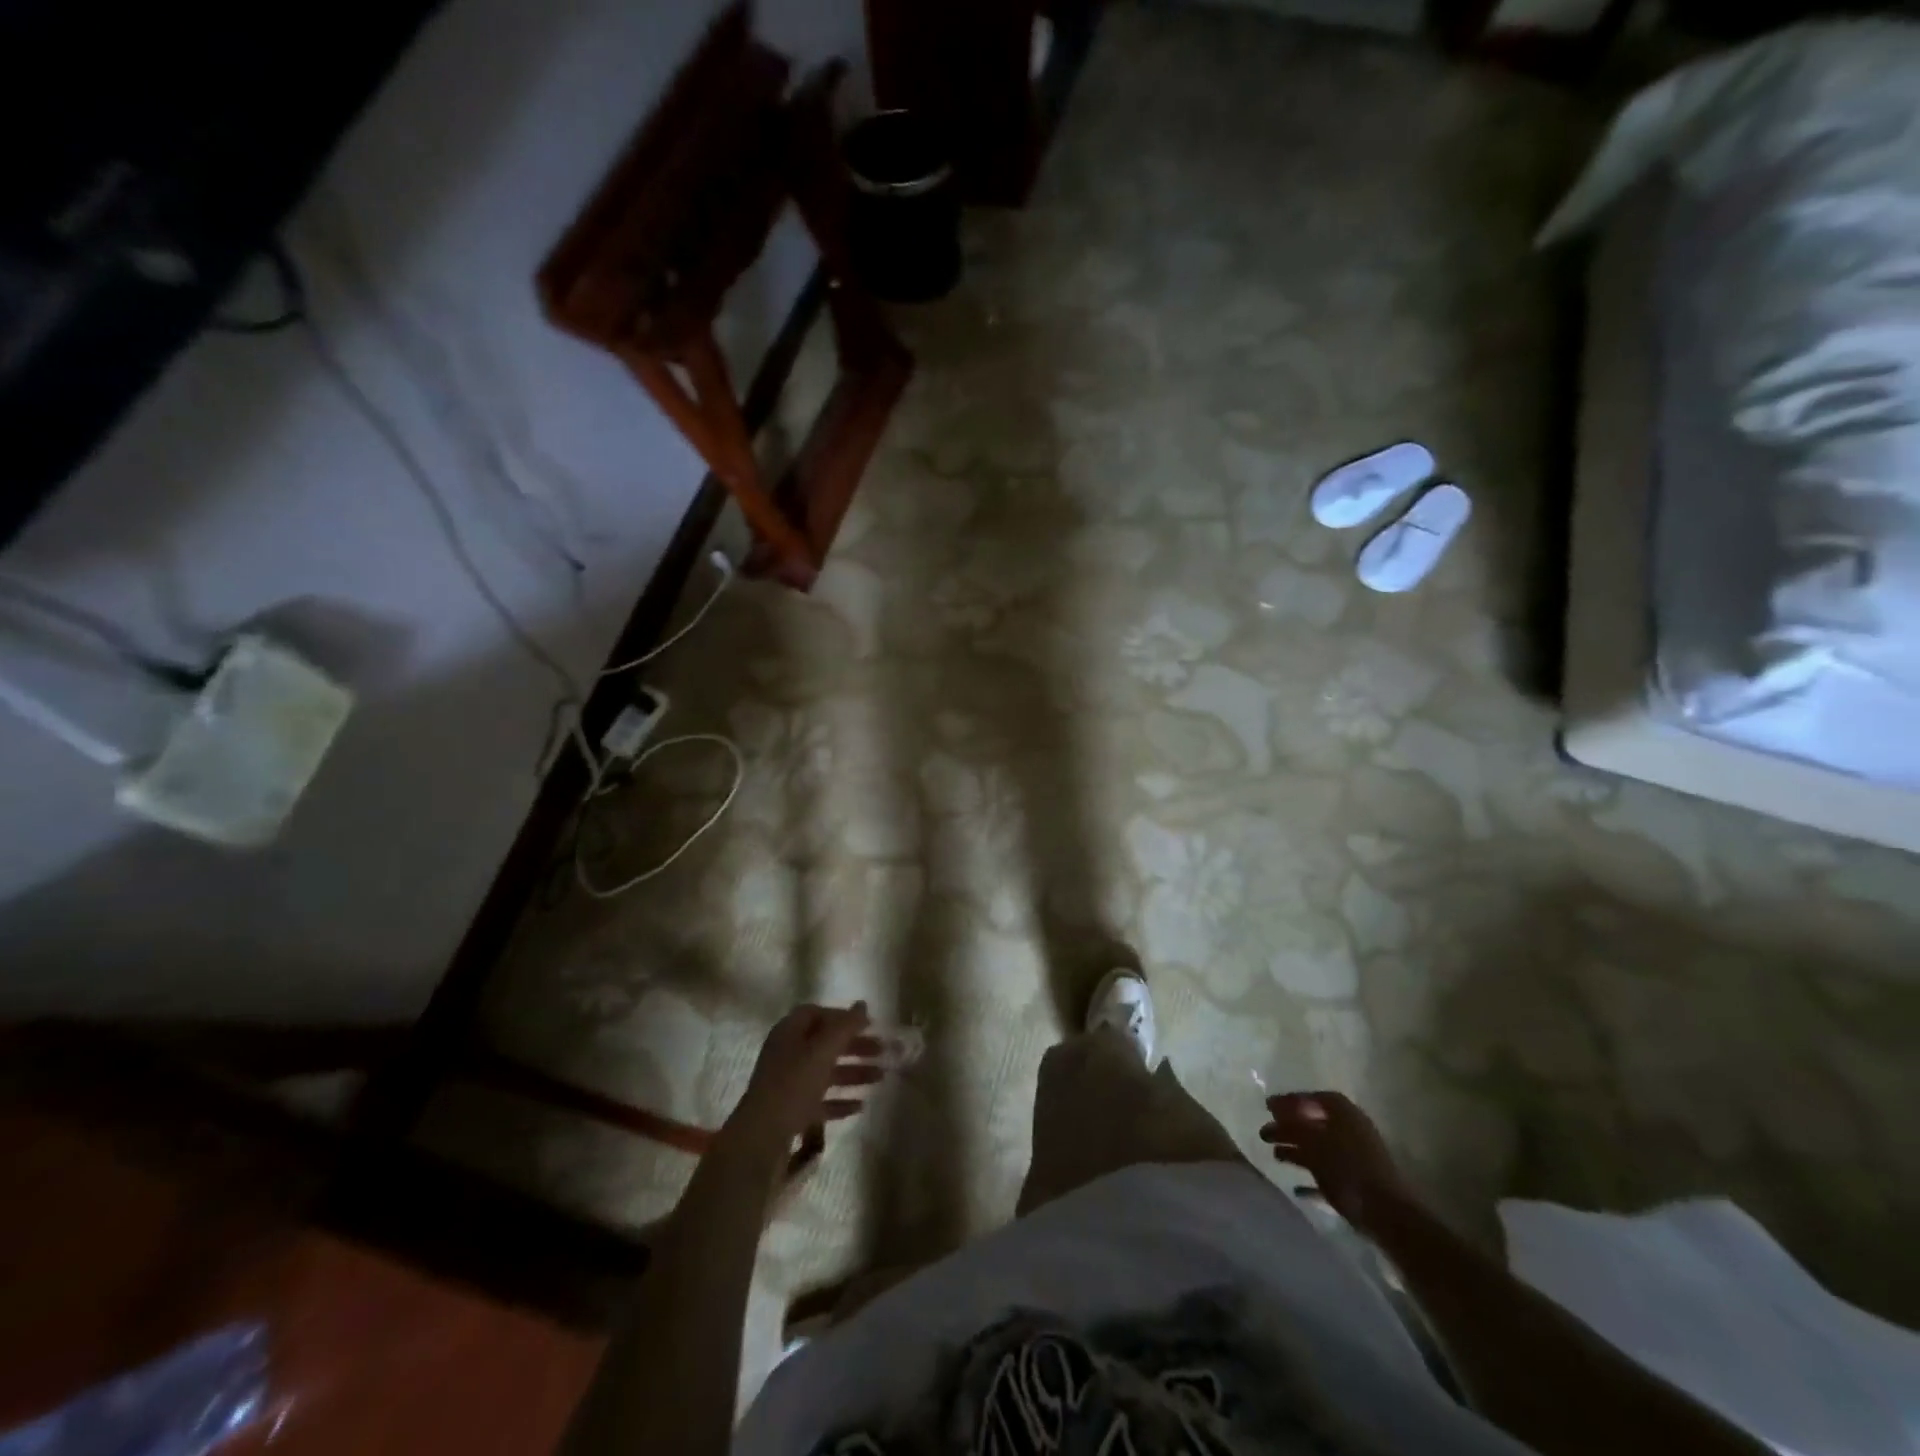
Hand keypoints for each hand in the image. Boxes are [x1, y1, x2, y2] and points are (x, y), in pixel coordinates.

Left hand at [721, 1002, 886, 1163]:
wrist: (761, 1138)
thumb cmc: (793, 1084)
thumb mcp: (822, 1051)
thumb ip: (844, 1027)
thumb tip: (862, 1004)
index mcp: (789, 1033)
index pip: (816, 1013)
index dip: (842, 1017)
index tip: (868, 1025)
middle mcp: (788, 1054)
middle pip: (825, 1044)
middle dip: (855, 1046)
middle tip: (883, 1051)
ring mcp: (788, 1084)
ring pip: (826, 1073)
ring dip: (853, 1073)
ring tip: (881, 1078)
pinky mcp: (792, 1112)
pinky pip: (820, 1101)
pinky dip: (840, 1101)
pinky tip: (860, 1106)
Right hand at [1260, 1091, 1412, 1229]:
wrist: (1386, 1214)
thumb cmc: (1347, 1168)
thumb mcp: (1314, 1142)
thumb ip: (1294, 1126)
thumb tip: (1277, 1114)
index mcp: (1345, 1114)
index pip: (1314, 1099)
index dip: (1290, 1101)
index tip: (1269, 1107)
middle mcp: (1351, 1131)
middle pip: (1314, 1124)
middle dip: (1288, 1127)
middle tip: (1265, 1132)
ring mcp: (1355, 1159)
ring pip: (1319, 1149)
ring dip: (1296, 1150)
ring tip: (1274, 1155)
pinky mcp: (1356, 1185)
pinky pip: (1328, 1175)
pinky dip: (1311, 1178)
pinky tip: (1296, 1187)